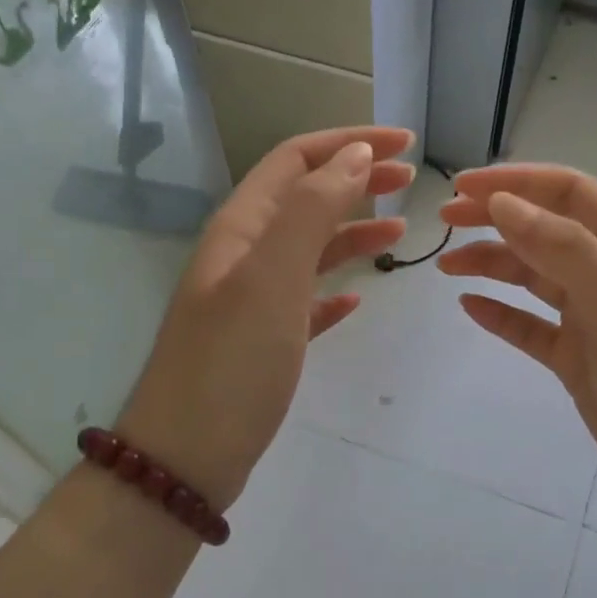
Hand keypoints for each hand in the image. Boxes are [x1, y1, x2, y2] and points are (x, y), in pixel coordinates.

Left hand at [118, 127, 415, 511]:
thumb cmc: (232, 361)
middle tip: (409, 180)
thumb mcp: (273, 276)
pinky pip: (305, 302)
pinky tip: (357, 300)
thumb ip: (313, 210)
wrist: (187, 455)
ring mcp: (251, 301)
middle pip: (305, 199)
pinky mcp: (263, 344)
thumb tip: (354, 155)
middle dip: (356, 180)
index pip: (296, 160)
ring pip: (309, 250)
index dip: (348, 143)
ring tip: (400, 230)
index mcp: (242, 229)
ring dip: (353, 232)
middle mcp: (244, 256)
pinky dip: (334, 292)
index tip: (404, 142)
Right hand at [438, 165, 596, 523]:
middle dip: (497, 219)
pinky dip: (502, 314)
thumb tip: (503, 203)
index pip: (572, 195)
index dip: (517, 183)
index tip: (463, 187)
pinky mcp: (578, 359)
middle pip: (547, 231)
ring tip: (447, 266)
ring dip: (493, 265)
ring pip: (535, 277)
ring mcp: (596, 318)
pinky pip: (532, 326)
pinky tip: (471, 308)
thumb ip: (564, 250)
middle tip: (445, 219)